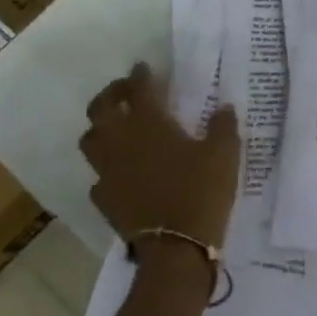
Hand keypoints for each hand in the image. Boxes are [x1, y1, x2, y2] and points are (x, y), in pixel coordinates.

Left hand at [79, 63, 239, 250]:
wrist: (176, 247)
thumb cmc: (201, 190)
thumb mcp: (225, 153)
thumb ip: (223, 126)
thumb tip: (223, 108)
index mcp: (148, 123)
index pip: (138, 90)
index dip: (140, 76)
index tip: (144, 68)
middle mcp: (120, 141)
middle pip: (101, 109)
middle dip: (111, 94)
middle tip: (126, 91)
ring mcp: (107, 172)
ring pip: (91, 140)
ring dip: (102, 127)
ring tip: (118, 127)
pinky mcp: (104, 199)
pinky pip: (98, 175)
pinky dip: (108, 166)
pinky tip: (121, 170)